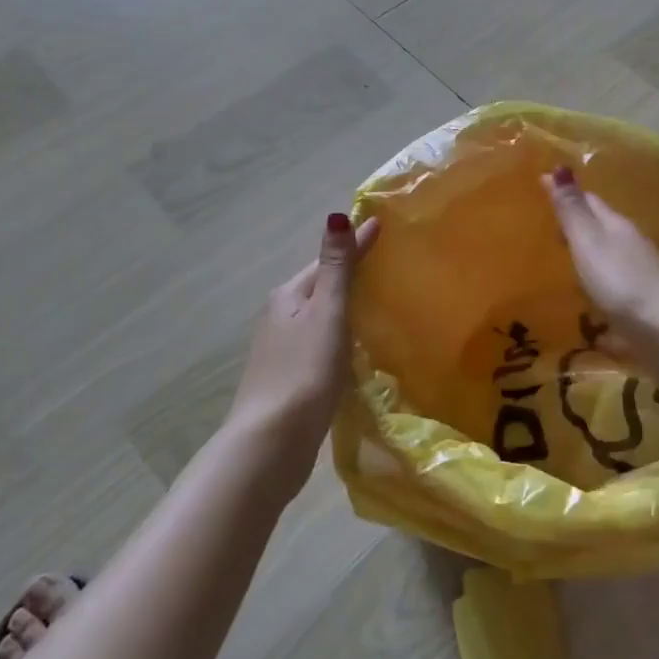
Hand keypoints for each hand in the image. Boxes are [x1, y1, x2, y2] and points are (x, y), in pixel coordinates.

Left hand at [228, 212, 378, 480]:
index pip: (328, 260)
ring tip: (379, 301)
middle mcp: (280, 316)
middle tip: (387, 262)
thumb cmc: (304, 372)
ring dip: (345, 305)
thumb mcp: (326, 314)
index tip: (382, 225)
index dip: (356, 244)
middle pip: (321, 286)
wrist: (271, 443)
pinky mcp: (290, 378)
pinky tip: (357, 347)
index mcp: (289, 296)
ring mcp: (282, 350)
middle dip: (349, 273)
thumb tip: (337, 215)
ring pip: (320, 317)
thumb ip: (336, 268)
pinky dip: (340, 335)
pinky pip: (321, 343)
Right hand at [541, 166, 658, 371]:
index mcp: (617, 226)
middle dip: (577, 225)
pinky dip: (599, 287)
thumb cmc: (621, 283)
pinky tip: (589, 301)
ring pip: (609, 257)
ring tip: (562, 263)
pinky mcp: (644, 305)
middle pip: (601, 228)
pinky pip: (615, 288)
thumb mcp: (589, 243)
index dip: (567, 194)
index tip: (541, 189)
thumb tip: (558, 166)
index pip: (590, 201)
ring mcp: (641, 275)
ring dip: (588, 256)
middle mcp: (631, 245)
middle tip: (545, 227)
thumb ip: (572, 210)